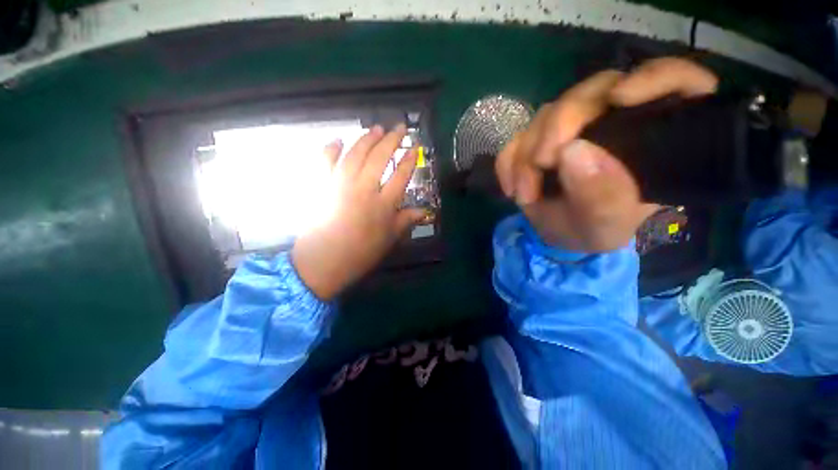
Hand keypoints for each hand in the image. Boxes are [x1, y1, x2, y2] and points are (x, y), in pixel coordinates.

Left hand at [292, 125, 425, 299]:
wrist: (323, 262)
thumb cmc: (360, 253)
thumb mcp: (389, 240)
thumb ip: (406, 221)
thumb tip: (425, 212)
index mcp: (383, 204)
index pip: (401, 175)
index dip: (409, 159)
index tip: (415, 147)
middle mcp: (364, 189)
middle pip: (380, 157)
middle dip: (392, 140)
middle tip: (399, 127)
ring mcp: (340, 184)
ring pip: (356, 154)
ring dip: (367, 139)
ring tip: (376, 129)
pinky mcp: (322, 186)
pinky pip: (325, 161)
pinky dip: (330, 148)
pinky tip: (338, 140)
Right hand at [496, 57, 717, 252]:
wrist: (561, 234)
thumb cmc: (595, 229)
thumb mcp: (605, 224)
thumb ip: (601, 196)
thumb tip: (572, 153)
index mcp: (651, 136)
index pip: (674, 82)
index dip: (655, 77)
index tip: (620, 99)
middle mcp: (612, 120)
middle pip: (592, 92)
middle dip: (558, 127)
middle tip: (540, 164)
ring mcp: (570, 127)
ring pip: (546, 114)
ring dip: (526, 154)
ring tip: (524, 194)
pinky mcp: (539, 138)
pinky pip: (517, 137)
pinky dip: (508, 162)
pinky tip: (511, 188)